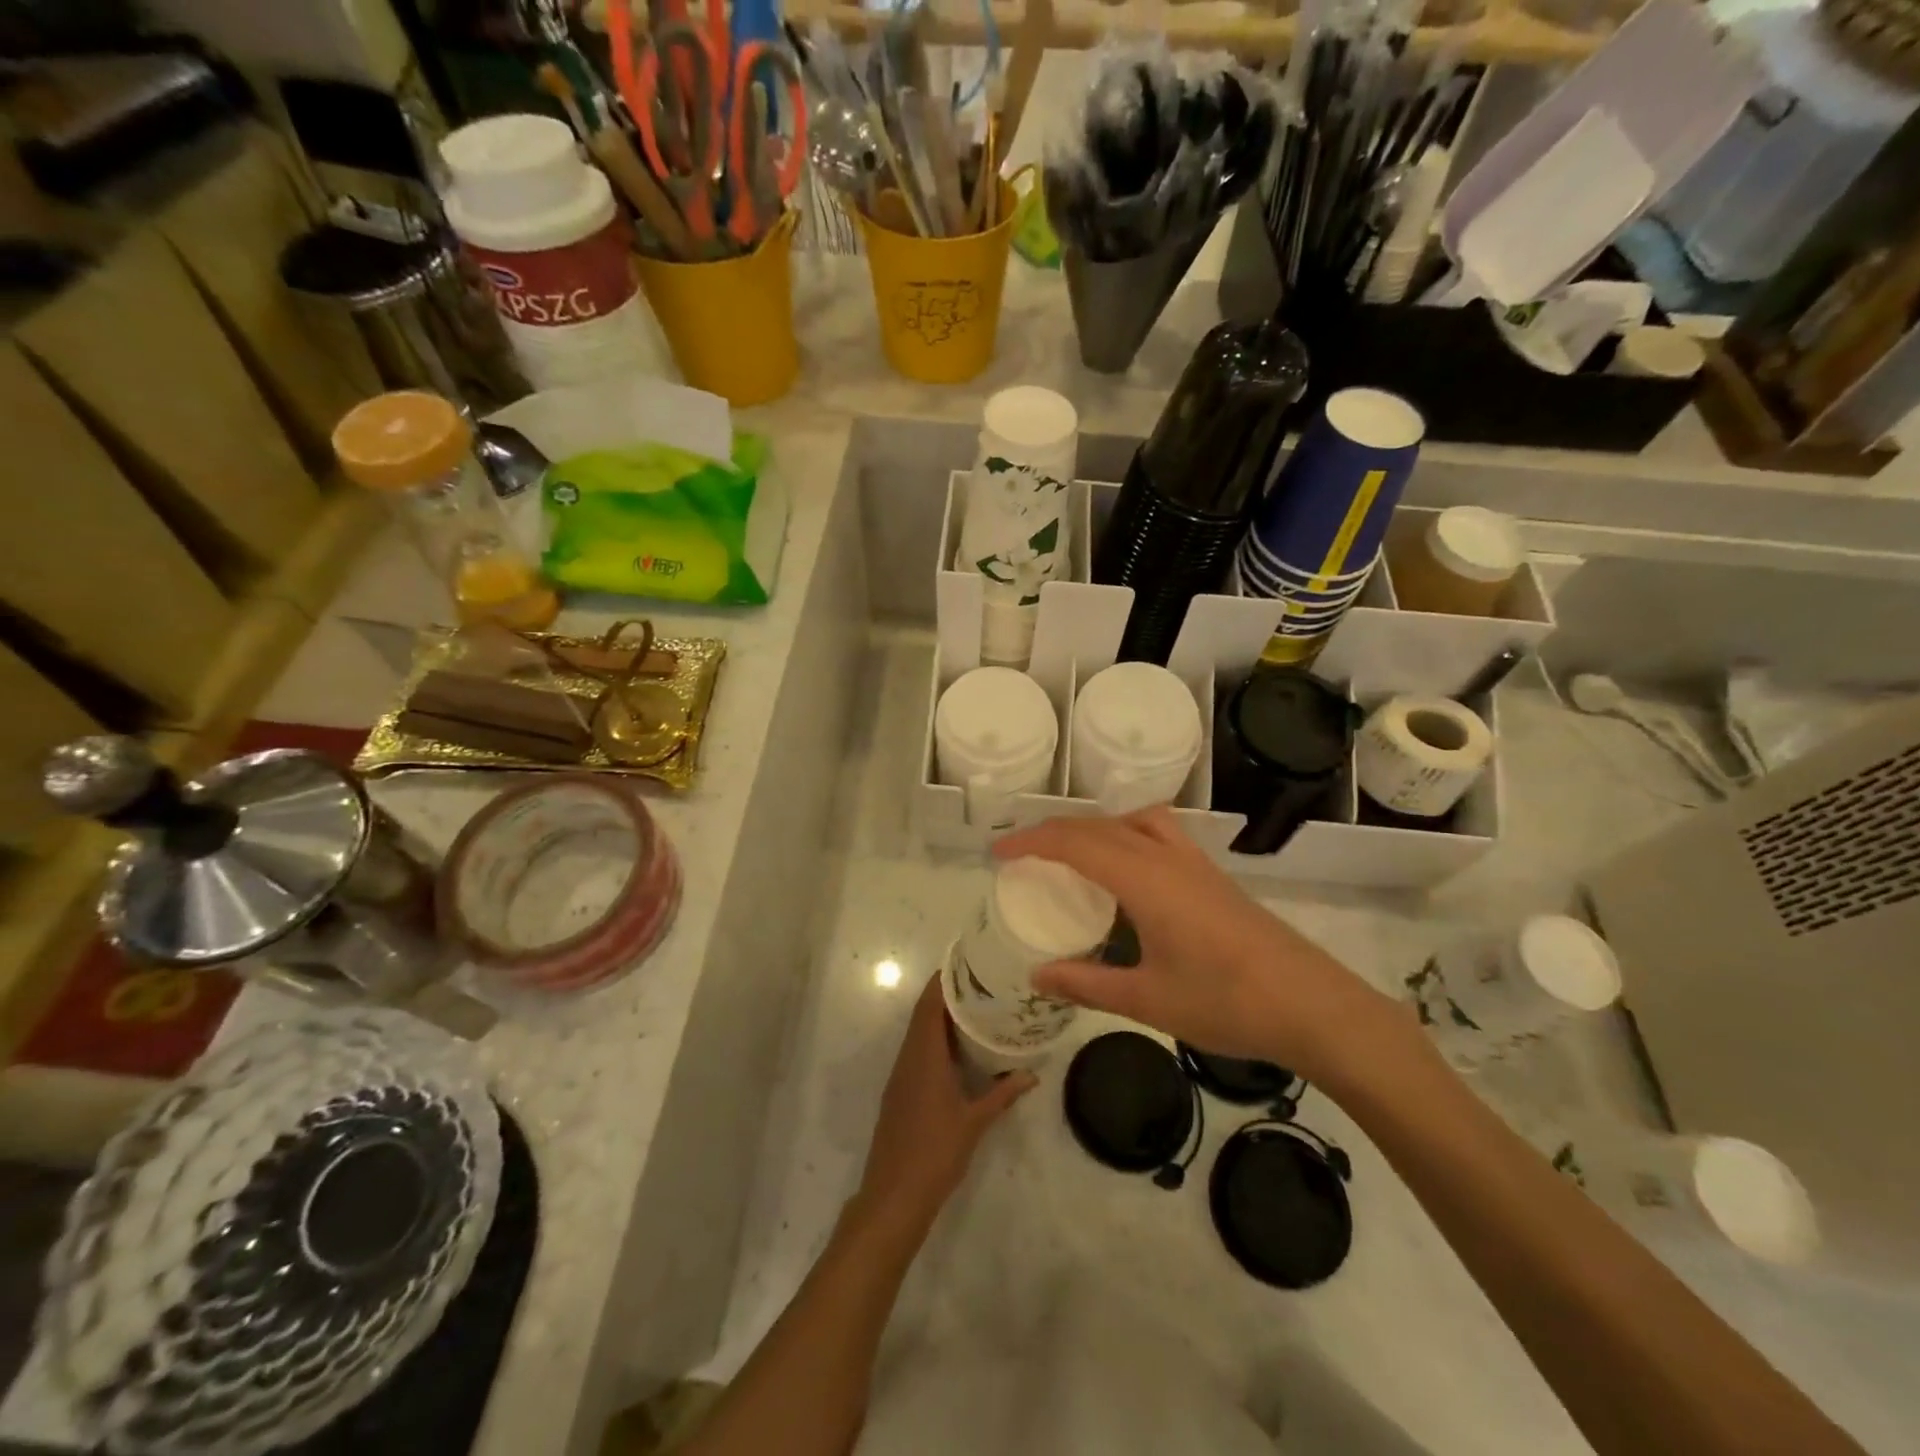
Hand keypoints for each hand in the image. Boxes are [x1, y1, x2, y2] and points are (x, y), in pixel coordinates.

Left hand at [856, 973, 1034, 1235]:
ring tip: (974, 1007)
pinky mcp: (900, 1091)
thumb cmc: (935, 1153)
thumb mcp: (975, 1122)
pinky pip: (917, 1051)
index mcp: (924, 1056)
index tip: (966, 962)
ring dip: (941, 1017)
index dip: (943, 980)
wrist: (893, 1195)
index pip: (930, 1005)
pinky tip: (957, 1047)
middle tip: (979, 982)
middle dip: (946, 994)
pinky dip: (935, 1039)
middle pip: (924, 1014)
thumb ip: (1002, 1094)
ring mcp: (901, 1075)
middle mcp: (908, 1057)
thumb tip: (1031, 1073)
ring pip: (919, 1033)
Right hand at [993, 809, 1401, 1086]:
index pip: (1075, 843)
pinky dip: (1127, 834)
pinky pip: (1159, 833)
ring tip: (1073, 854)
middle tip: (1022, 855)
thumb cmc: (1227, 1003)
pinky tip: (1128, 872)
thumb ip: (1087, 984)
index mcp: (1145, 880)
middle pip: (1100, 826)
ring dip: (1095, 827)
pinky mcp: (1213, 876)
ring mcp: (1196, 864)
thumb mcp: (1148, 999)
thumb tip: (1037, 975)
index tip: (998, 853)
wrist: (1314, 1006)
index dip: (1031, 842)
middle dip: (1054, 832)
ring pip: (1134, 821)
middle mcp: (1168, 858)